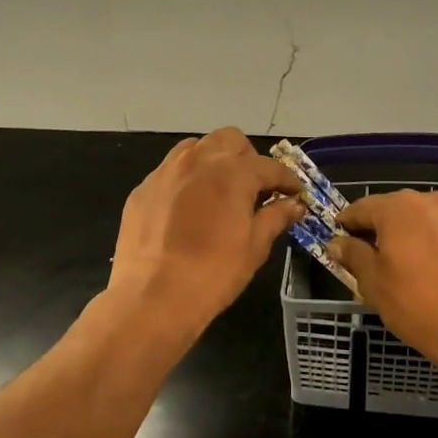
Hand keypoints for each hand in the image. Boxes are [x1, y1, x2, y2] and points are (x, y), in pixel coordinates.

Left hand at [107, 129, 302, 341]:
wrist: (152, 297)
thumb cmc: (213, 273)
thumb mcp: (254, 247)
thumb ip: (275, 217)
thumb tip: (294, 204)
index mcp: (232, 172)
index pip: (269, 166)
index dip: (286, 180)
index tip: (295, 193)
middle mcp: (198, 161)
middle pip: (230, 140)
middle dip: (248, 158)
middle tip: (255, 188)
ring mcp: (166, 172)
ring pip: (196, 148)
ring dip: (214, 161)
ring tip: (220, 191)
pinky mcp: (143, 189)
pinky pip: (170, 171)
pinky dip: (186, 180)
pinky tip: (188, 209)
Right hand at [329, 190, 437, 367]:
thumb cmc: (418, 305)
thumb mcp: (373, 283)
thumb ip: (353, 255)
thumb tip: (338, 242)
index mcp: (398, 208)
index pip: (361, 208)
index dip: (346, 225)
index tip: (339, 243)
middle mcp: (430, 201)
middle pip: (394, 211)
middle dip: (379, 230)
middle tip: (370, 259)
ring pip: (423, 221)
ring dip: (410, 237)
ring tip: (405, 268)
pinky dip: (436, 246)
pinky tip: (436, 274)